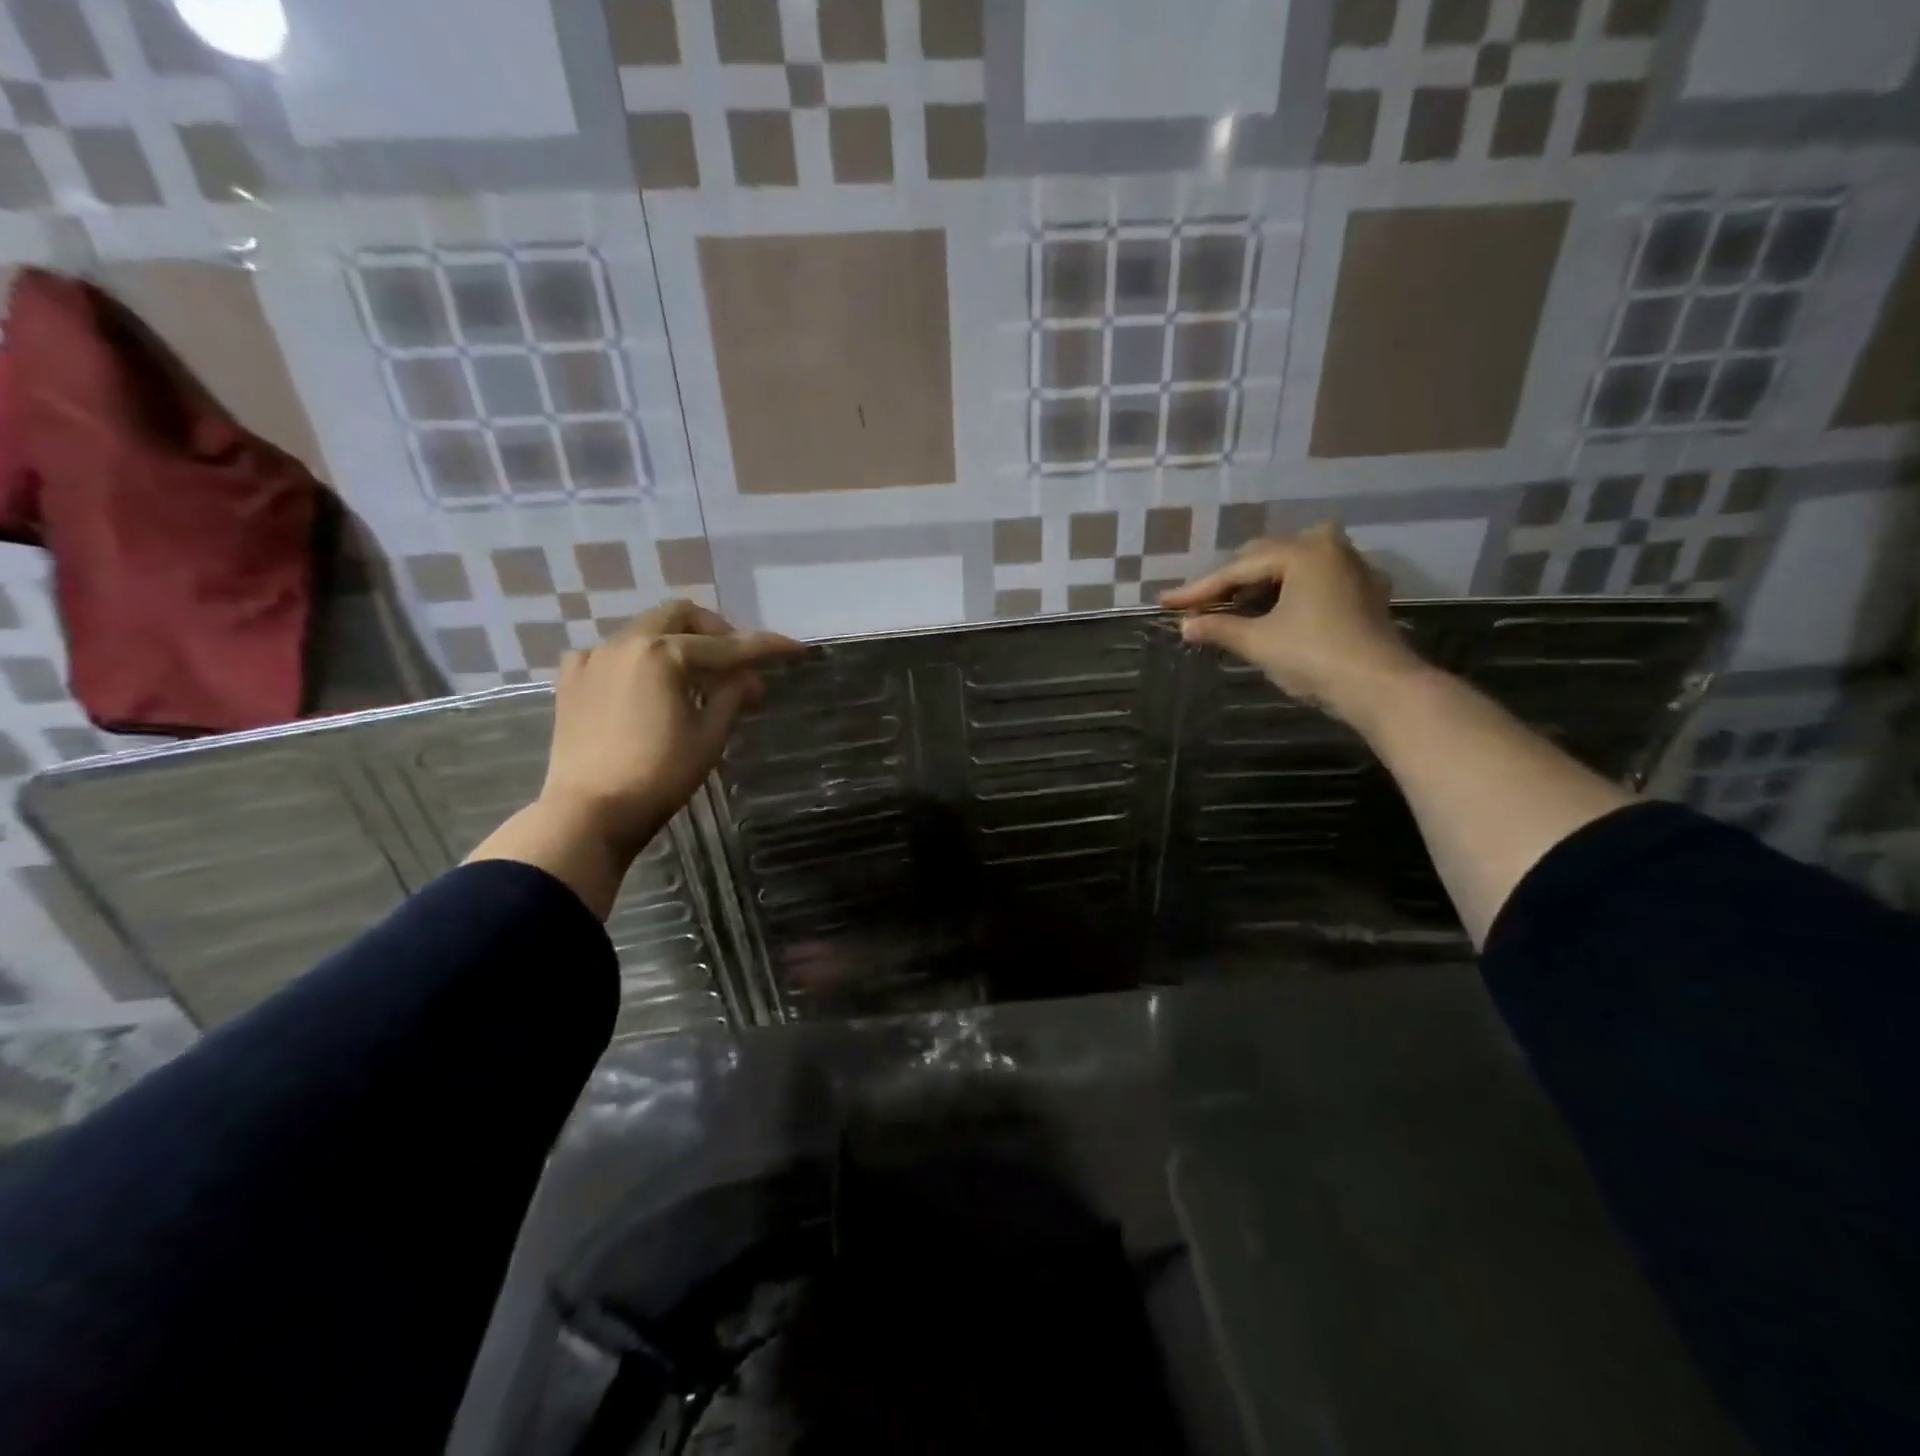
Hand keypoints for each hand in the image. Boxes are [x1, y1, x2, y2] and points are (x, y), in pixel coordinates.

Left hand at [537, 600, 800, 857]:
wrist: (589, 812)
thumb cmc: (659, 775)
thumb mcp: (709, 737)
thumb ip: (732, 696)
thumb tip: (750, 678)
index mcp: (665, 654)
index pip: (729, 645)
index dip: (766, 647)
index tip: (795, 649)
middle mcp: (627, 643)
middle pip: (681, 616)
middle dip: (717, 631)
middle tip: (737, 661)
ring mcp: (594, 658)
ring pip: (646, 630)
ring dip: (679, 643)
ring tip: (696, 678)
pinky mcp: (572, 679)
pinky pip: (614, 653)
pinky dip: (640, 660)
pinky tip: (648, 686)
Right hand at [1159, 525, 1425, 722]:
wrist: (1381, 688)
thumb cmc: (1315, 657)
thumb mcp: (1259, 643)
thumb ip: (1219, 629)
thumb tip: (1185, 626)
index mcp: (1303, 551)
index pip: (1238, 569)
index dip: (1199, 590)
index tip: (1166, 603)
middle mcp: (1329, 547)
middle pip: (1264, 559)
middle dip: (1229, 584)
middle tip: (1198, 608)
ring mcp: (1351, 567)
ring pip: (1290, 567)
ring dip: (1257, 587)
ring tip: (1229, 610)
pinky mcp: (1364, 591)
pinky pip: (1313, 580)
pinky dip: (1287, 592)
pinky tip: (1271, 610)